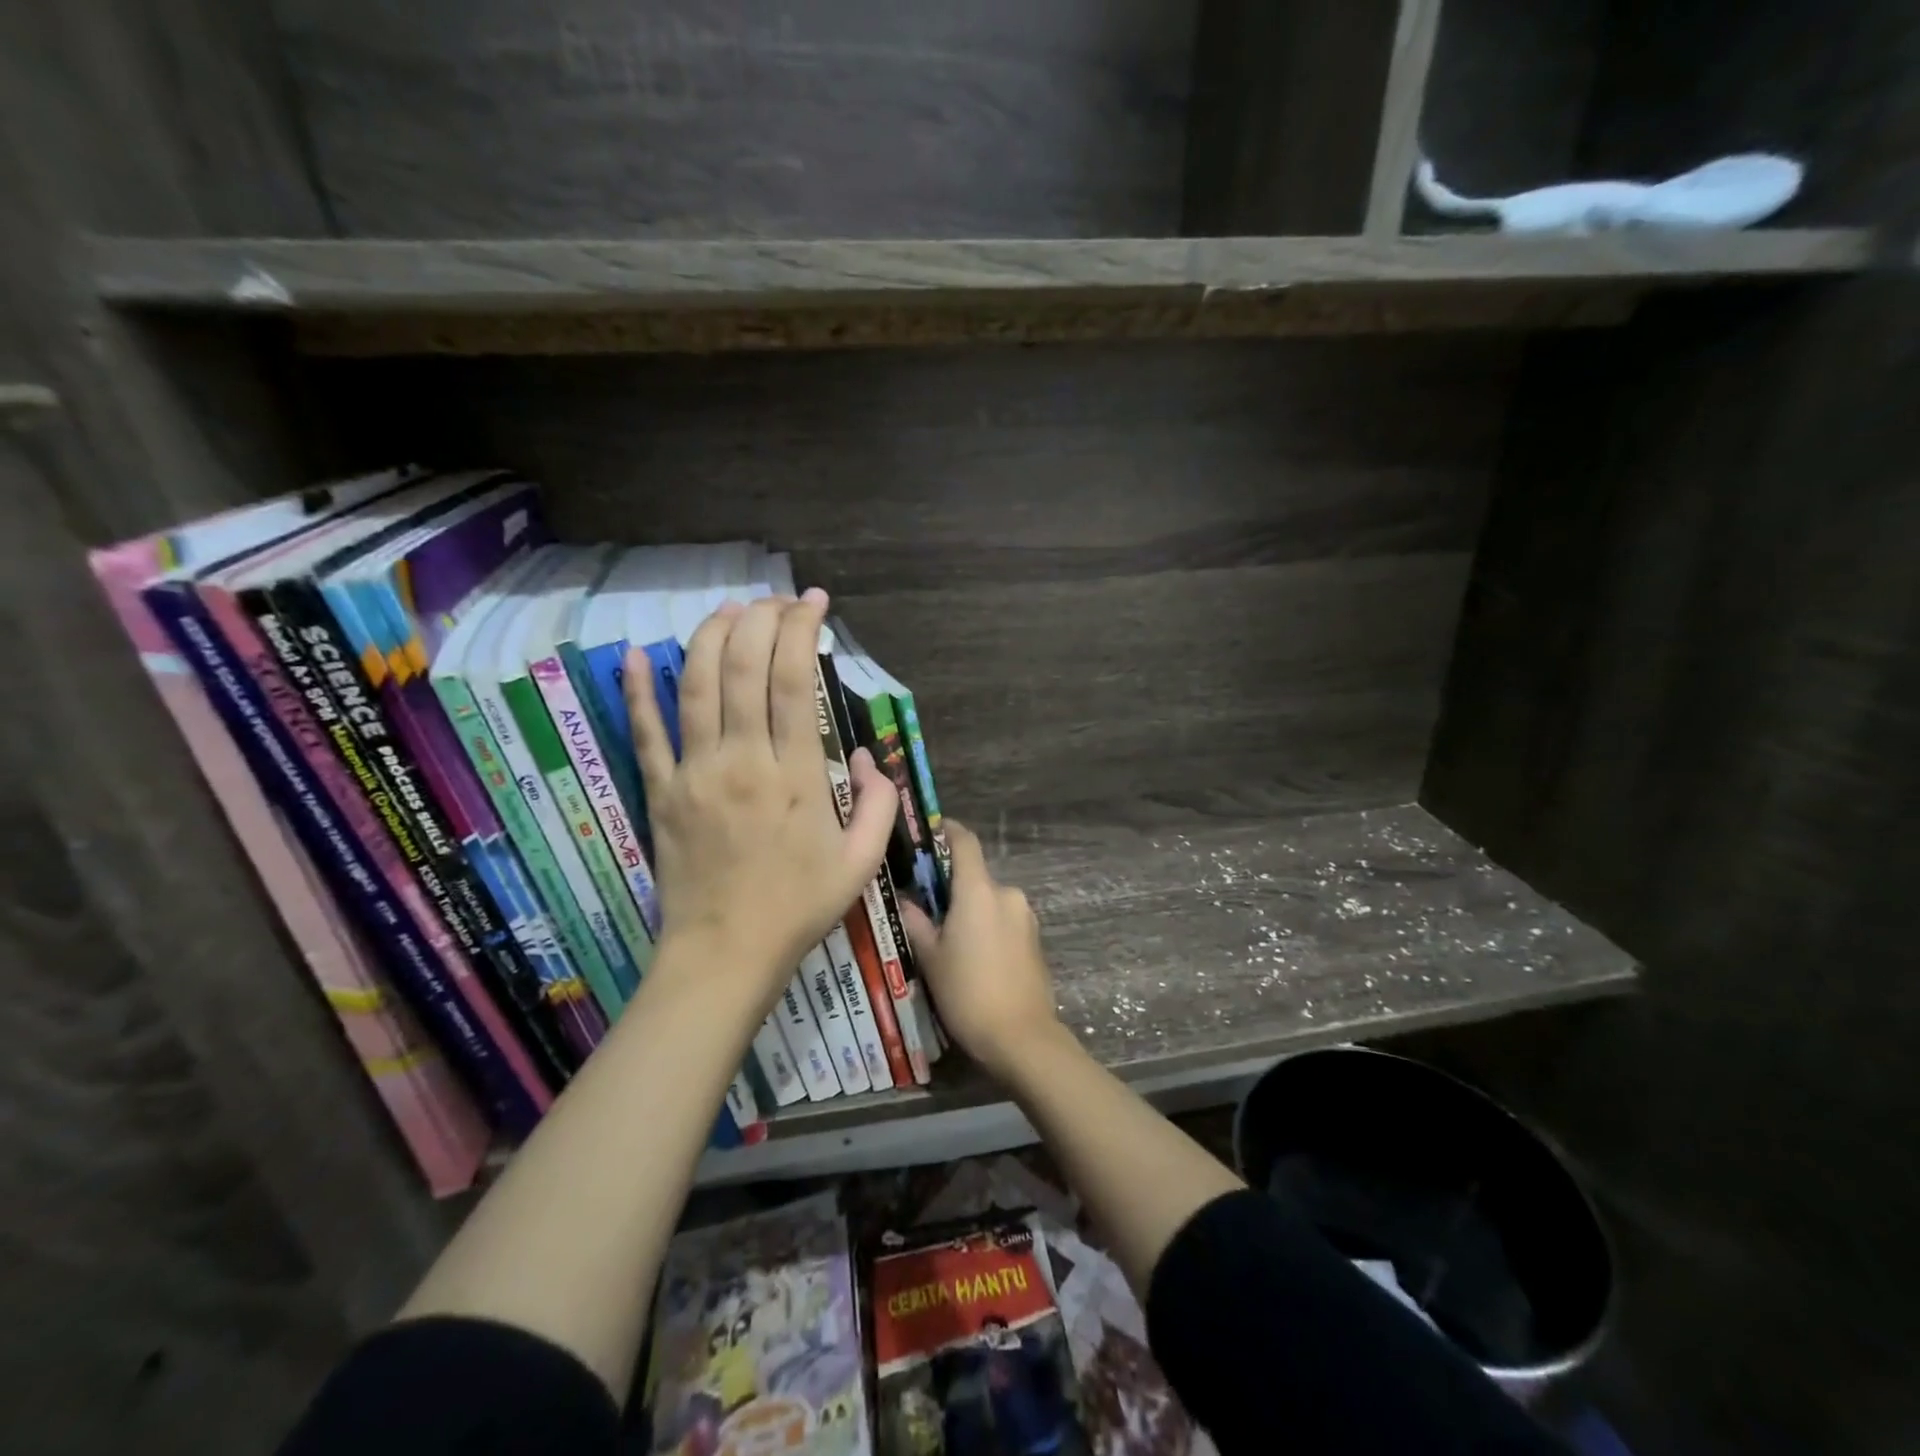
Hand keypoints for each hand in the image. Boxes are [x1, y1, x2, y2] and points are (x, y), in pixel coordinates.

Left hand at [626, 590, 895, 1011]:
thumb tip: (870, 758)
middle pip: (743, 667)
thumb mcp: (860, 863)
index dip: (802, 631)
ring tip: (729, 609)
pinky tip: (636, 653)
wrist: (726, 954)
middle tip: (777, 601)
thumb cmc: (798, 908)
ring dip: (710, 636)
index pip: (793, 681)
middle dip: (761, 619)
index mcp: (795, 774)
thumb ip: (877, 804)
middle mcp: (742, 759)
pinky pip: (644, 732)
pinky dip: (637, 690)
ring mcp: (694, 772)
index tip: (814, 604)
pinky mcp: (660, 791)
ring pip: (696, 685)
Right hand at [899, 820, 1068, 1079]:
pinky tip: (974, 959)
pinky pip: (1004, 921)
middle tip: (926, 910)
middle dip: (952, 888)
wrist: (1022, 1037)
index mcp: (979, 891)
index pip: (965, 842)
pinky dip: (987, 928)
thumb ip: (916, 922)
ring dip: (971, 911)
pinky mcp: (1035, 939)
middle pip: (975, 877)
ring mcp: (1026, 917)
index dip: (947, 830)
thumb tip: (905, 900)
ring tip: (949, 942)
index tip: (929, 831)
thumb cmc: (968, 993)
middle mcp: (1007, 894)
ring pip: (990, 902)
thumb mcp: (931, 958)